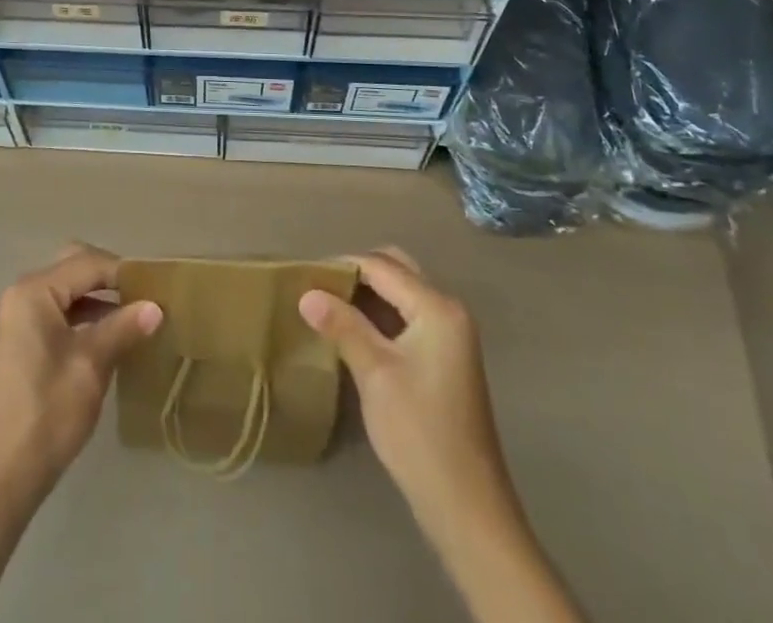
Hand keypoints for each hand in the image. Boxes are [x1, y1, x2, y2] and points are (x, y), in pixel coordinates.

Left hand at [0, 242, 162, 512]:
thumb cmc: (44, 416)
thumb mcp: (90, 367)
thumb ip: (122, 329)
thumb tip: (156, 307)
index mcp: (34, 292)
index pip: (88, 263)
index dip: (125, 272)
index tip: (159, 286)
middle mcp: (22, 295)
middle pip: (74, 268)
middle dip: (110, 278)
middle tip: (145, 296)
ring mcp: (18, 320)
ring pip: (67, 292)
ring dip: (99, 299)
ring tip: (136, 319)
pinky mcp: (20, 344)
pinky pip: (58, 314)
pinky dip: (84, 318)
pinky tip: (110, 340)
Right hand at [299, 248, 517, 531]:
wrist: (466, 507)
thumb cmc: (419, 433)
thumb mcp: (375, 373)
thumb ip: (342, 326)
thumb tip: (306, 293)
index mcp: (437, 308)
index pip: (382, 267)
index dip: (343, 265)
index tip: (306, 272)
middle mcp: (448, 311)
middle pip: (397, 270)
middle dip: (358, 272)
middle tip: (319, 286)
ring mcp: (450, 335)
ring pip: (402, 293)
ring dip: (368, 293)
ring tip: (329, 304)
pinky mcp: (445, 357)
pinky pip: (408, 316)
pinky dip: (380, 314)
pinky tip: (353, 329)